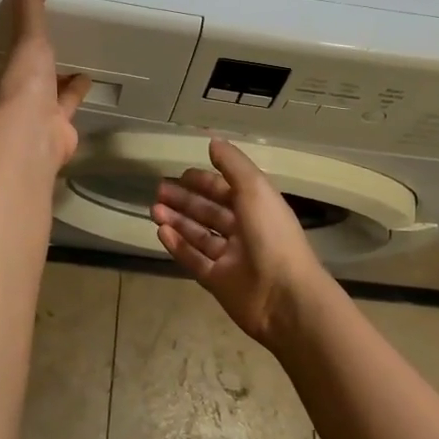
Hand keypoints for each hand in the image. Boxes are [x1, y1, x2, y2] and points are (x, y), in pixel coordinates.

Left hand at [0, 0, 90, 167]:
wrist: (35, 137)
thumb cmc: (22, 87)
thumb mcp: (27, 41)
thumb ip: (29, 10)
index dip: (5, 56)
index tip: (17, 42)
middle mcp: (4, 104)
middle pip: (18, 84)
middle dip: (32, 72)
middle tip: (47, 52)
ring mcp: (29, 122)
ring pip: (43, 98)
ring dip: (55, 83)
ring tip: (73, 62)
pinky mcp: (53, 132)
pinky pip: (65, 108)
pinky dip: (74, 94)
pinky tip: (88, 80)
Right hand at [151, 138, 327, 346]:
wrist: (284, 297)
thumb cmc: (272, 236)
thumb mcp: (255, 189)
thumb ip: (232, 165)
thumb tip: (212, 141)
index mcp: (257, 208)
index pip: (227, 190)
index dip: (204, 181)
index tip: (180, 174)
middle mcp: (244, 231)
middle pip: (209, 212)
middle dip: (185, 200)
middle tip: (158, 191)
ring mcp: (230, 258)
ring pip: (199, 235)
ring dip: (177, 220)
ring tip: (154, 210)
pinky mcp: (218, 282)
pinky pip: (194, 260)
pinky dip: (177, 246)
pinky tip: (161, 232)